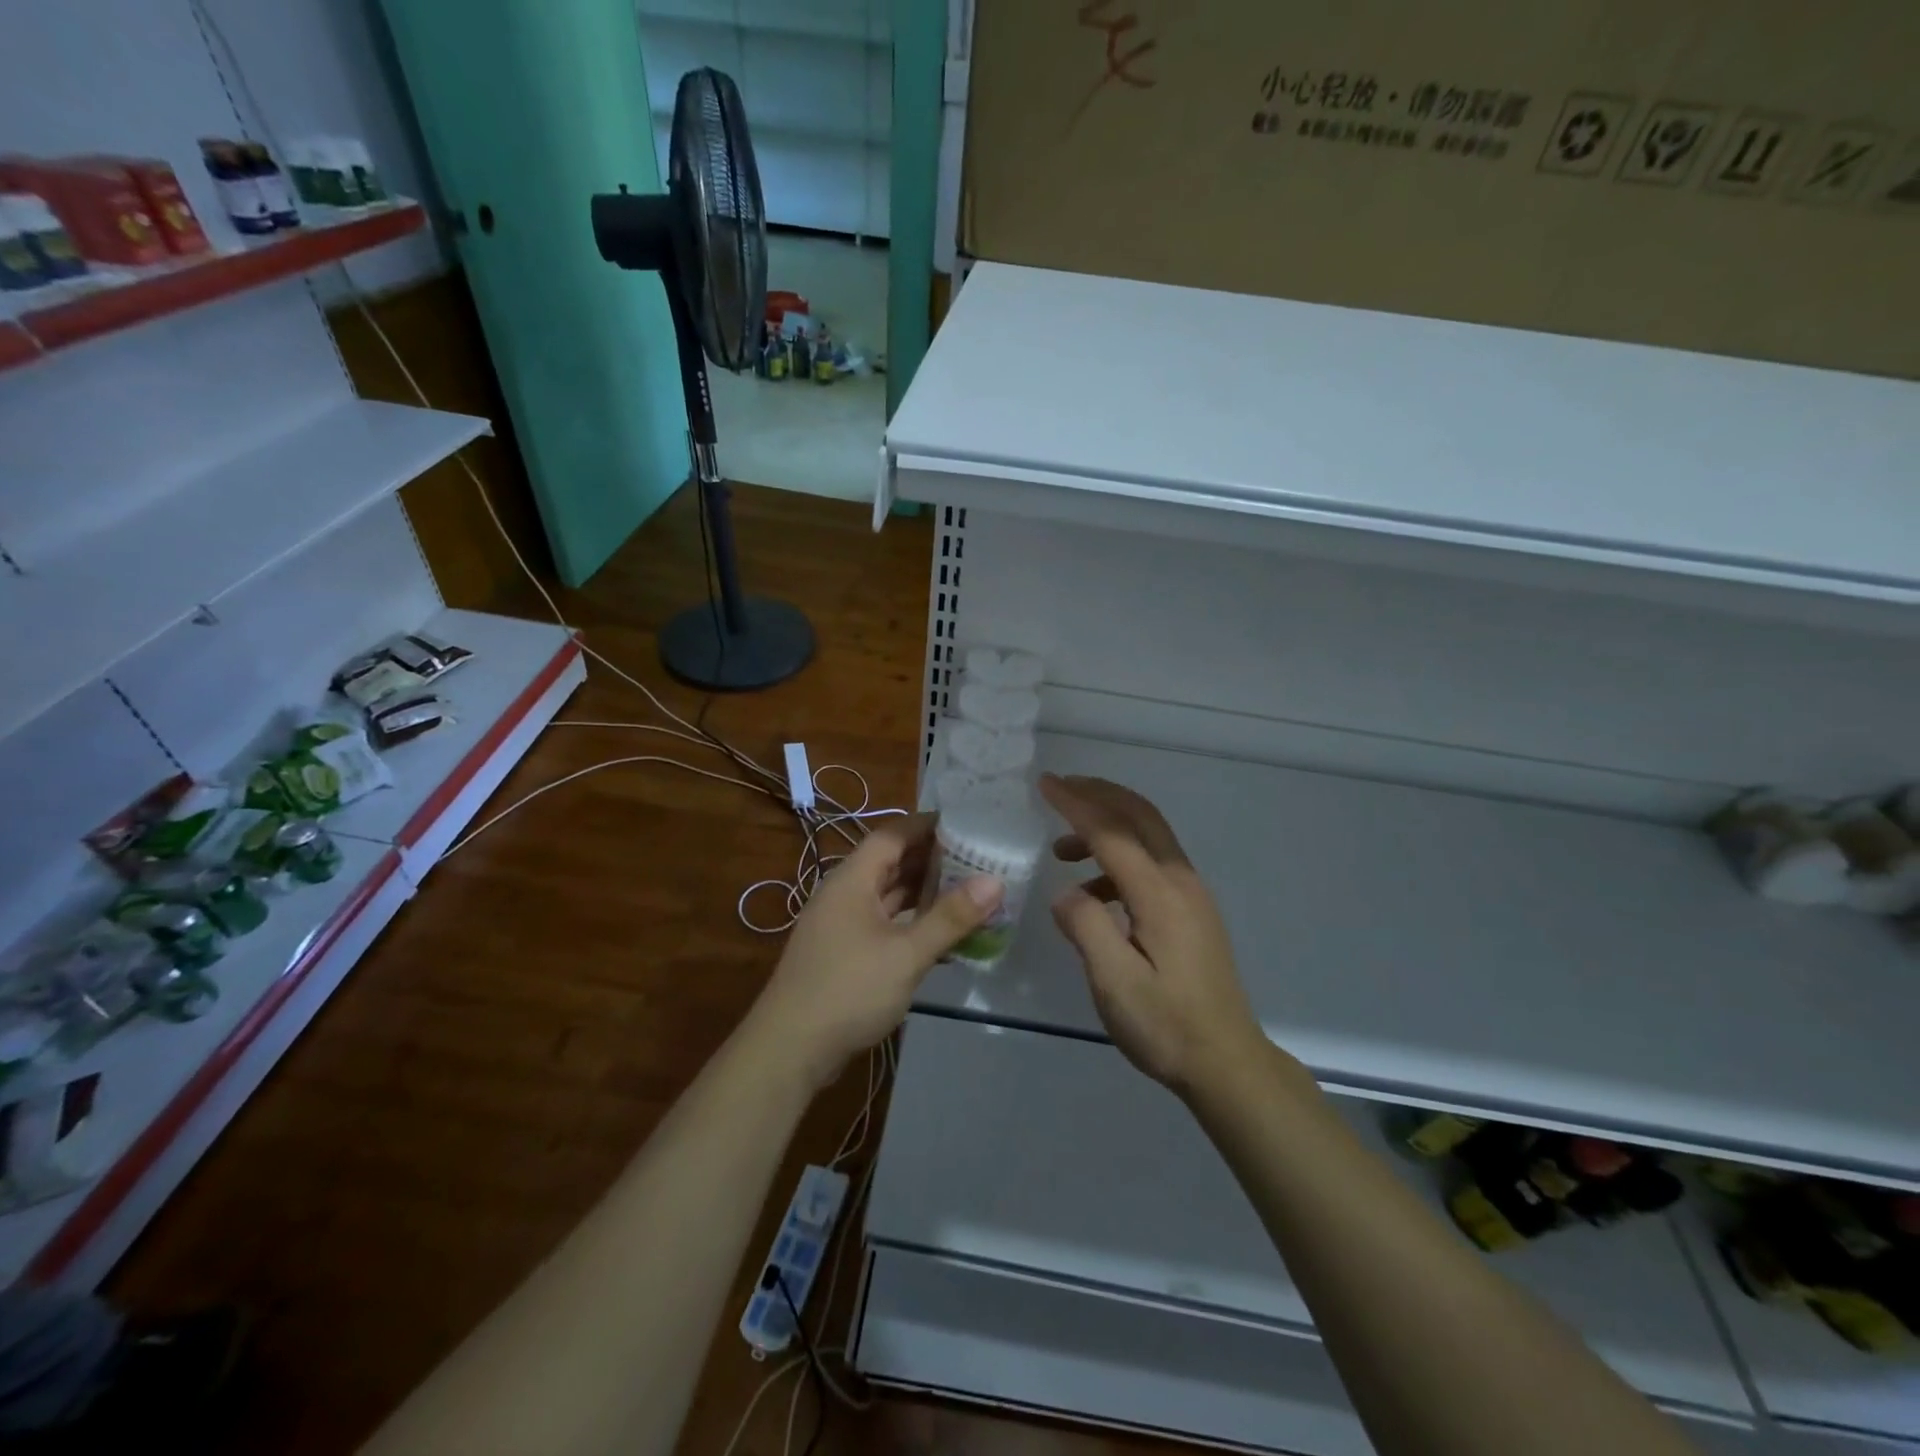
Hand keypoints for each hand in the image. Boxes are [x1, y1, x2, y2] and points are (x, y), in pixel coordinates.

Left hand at [747, 813, 1001, 1090]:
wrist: (790, 1049)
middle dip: (931, 858)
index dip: (927, 825)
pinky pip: (882, 920)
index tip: (966, 823)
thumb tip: (995, 881)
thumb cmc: (849, 990)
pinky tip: (938, 932)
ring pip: (886, 893)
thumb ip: (950, 917)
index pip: (892, 834)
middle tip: (977, 857)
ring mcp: (841, 923)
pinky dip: (910, 919)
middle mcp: (844, 893)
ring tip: (966, 889)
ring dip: (922, 890)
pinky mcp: (843, 951)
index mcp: (852, 880)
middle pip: (890, 862)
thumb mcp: (907, 954)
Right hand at [1041, 774, 1266, 1094]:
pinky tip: (1093, 892)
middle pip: (1140, 816)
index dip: (1076, 804)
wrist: (1227, 1063)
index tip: (1044, 784)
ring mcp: (1191, 894)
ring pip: (1148, 837)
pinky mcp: (1191, 911)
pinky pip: (1152, 863)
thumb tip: (1066, 893)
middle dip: (1098, 794)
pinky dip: (1118, 859)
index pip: (1112, 832)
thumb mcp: (1115, 983)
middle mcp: (1180, 882)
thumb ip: (1086, 928)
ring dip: (1106, 827)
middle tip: (1059, 787)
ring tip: (1062, 849)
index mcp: (1160, 895)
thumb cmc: (1167, 1027)